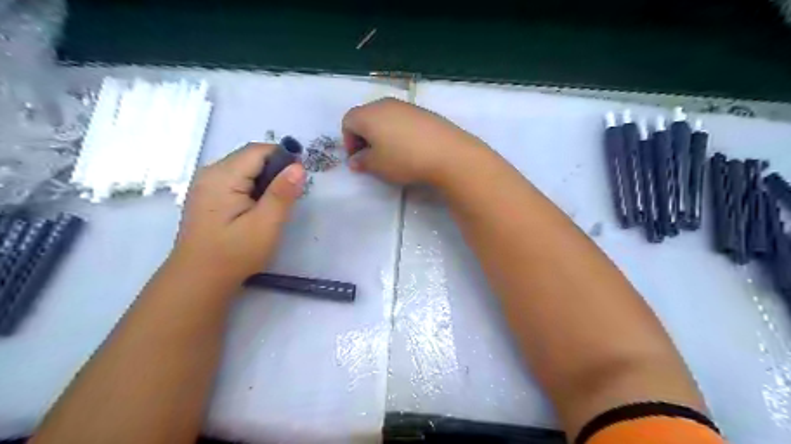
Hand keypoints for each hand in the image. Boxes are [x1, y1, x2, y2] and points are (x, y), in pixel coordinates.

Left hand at [171, 144, 304, 285]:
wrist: (198, 280)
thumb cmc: (234, 254)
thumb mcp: (265, 224)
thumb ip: (282, 194)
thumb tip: (299, 167)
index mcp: (222, 176)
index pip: (258, 150)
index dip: (283, 158)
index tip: (300, 179)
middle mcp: (210, 172)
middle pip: (250, 157)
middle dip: (274, 170)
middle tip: (289, 197)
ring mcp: (205, 184)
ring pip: (244, 168)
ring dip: (265, 180)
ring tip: (274, 205)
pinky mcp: (207, 195)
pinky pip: (236, 180)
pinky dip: (253, 188)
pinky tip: (258, 208)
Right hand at [342, 97, 485, 184]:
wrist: (447, 153)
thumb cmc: (404, 159)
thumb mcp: (377, 166)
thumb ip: (361, 161)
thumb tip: (355, 160)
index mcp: (368, 114)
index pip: (348, 121)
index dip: (348, 141)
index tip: (358, 159)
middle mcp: (385, 104)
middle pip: (366, 116)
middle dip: (364, 136)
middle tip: (372, 157)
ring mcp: (406, 105)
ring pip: (385, 117)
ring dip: (382, 134)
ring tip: (392, 154)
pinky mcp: (424, 111)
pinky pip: (403, 119)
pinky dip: (399, 131)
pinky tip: (411, 148)